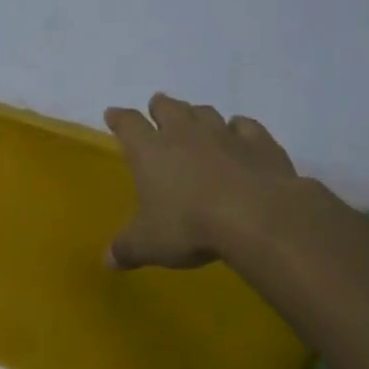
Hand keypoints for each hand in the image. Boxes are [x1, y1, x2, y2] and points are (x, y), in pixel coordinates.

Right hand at [103, 93, 297, 268]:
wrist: (259, 218)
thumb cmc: (189, 227)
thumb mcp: (148, 245)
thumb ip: (125, 250)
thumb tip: (108, 261)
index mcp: (150, 151)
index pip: (128, 124)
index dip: (118, 118)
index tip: (112, 114)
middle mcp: (185, 134)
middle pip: (168, 107)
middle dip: (159, 107)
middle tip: (157, 112)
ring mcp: (224, 134)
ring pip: (205, 112)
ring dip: (196, 115)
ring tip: (195, 123)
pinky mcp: (260, 142)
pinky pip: (245, 126)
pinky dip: (238, 128)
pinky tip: (239, 135)